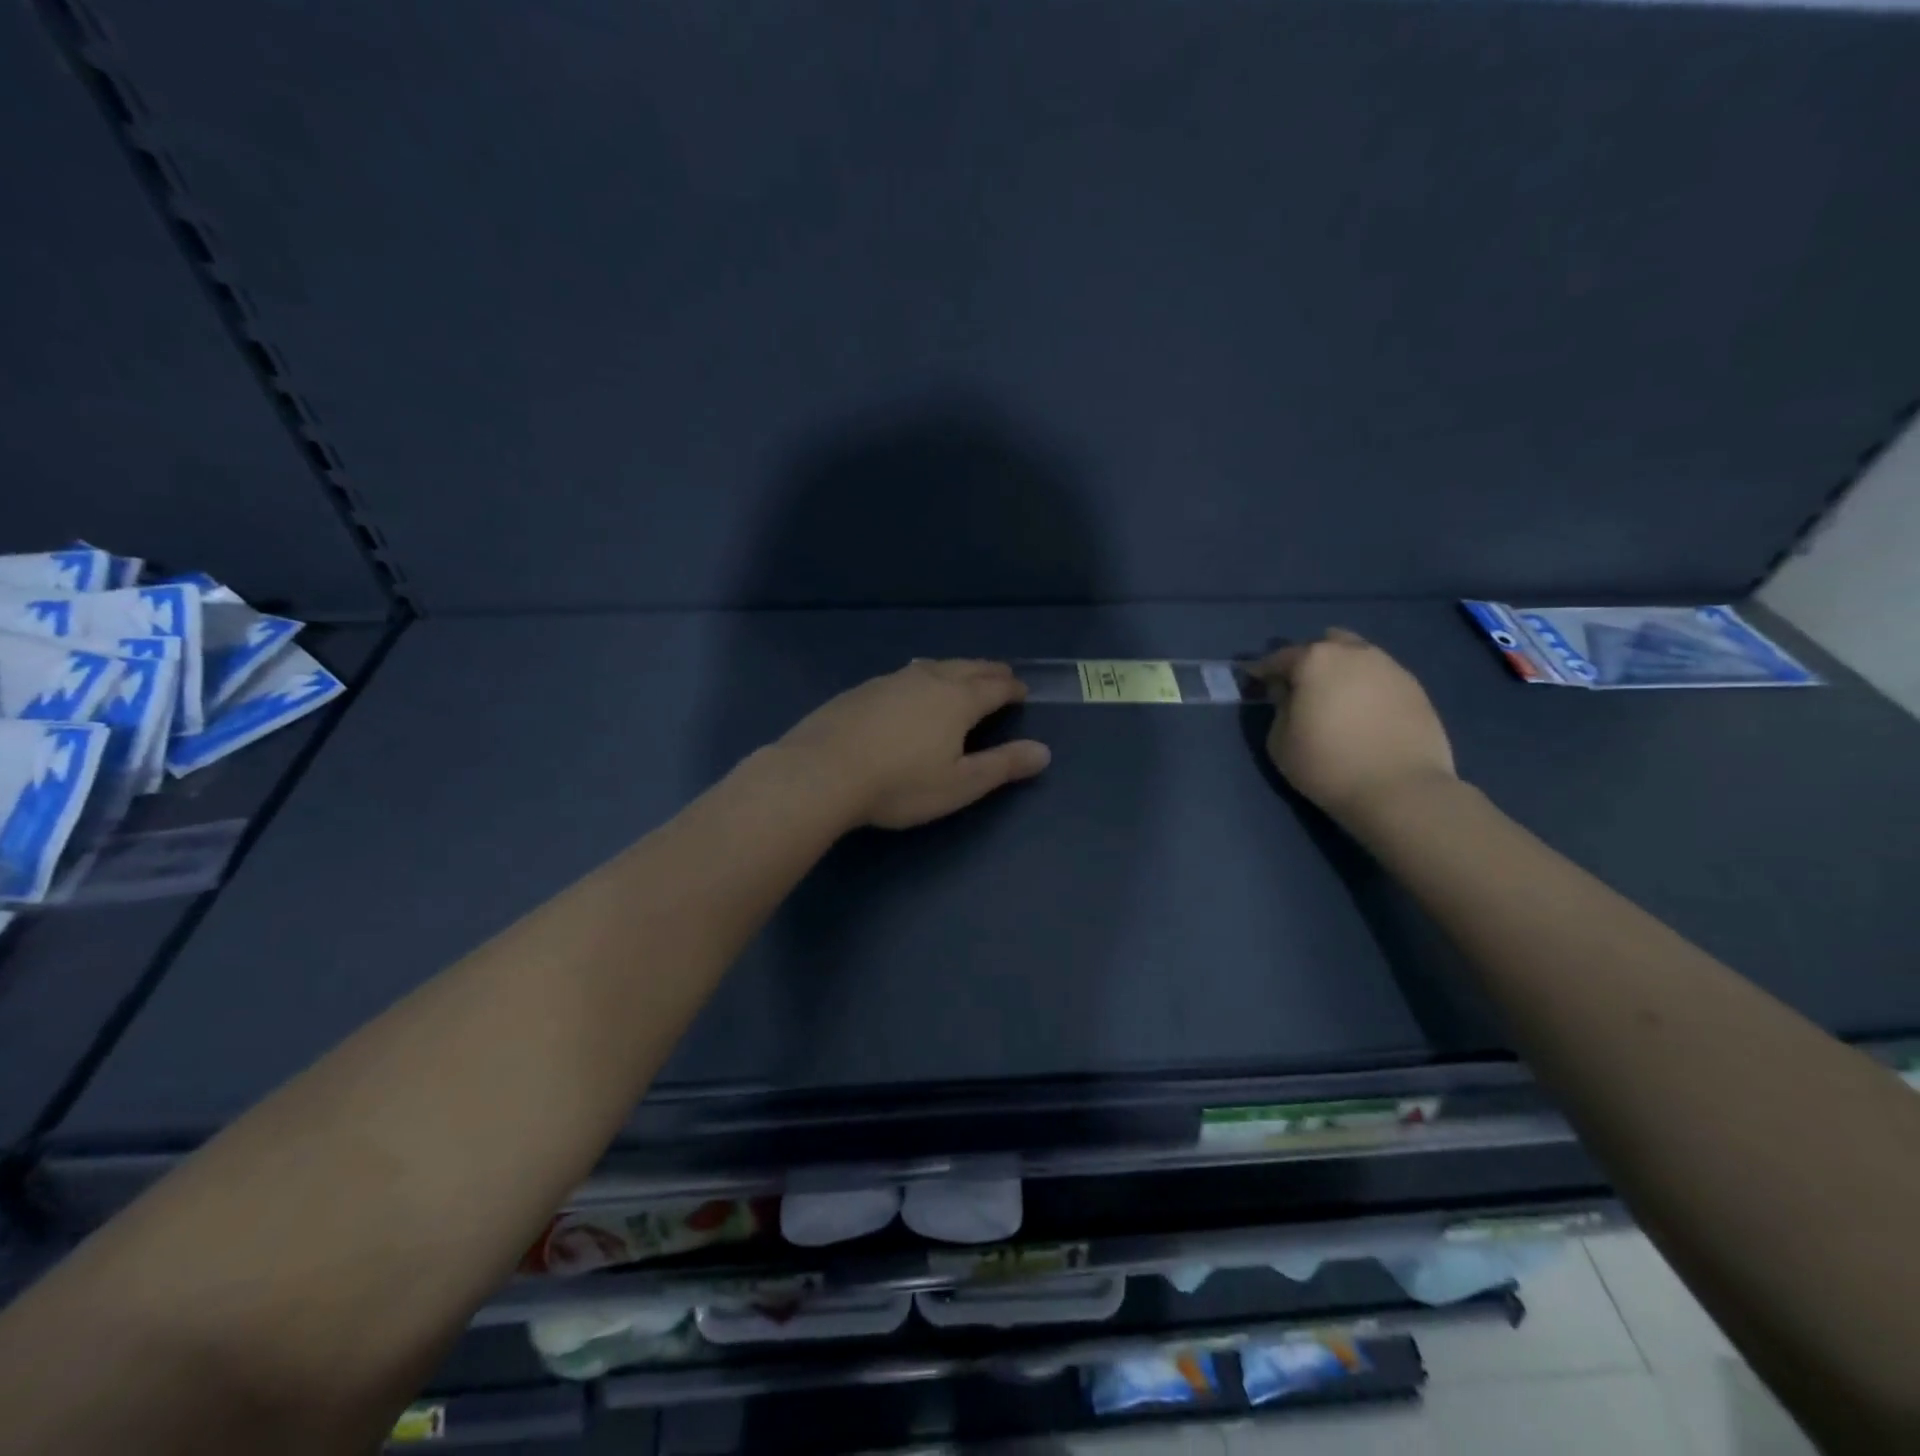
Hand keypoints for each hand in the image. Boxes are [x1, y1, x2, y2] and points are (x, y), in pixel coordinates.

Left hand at [778, 659, 1051, 829]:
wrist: (823, 771)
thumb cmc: (900, 784)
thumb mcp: (960, 784)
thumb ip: (1002, 766)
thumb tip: (1044, 752)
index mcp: (957, 700)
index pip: (994, 687)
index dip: (1012, 689)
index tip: (1023, 690)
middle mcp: (927, 680)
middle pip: (966, 668)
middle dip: (988, 671)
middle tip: (1001, 674)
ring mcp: (891, 681)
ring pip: (932, 666)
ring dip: (954, 669)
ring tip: (961, 673)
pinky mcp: (862, 690)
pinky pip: (903, 675)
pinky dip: (921, 676)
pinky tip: (909, 686)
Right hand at [1249, 629, 1456, 821]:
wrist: (1400, 789)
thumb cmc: (1327, 764)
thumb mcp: (1280, 741)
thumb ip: (1279, 707)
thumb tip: (1288, 693)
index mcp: (1315, 660)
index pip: (1280, 657)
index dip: (1264, 671)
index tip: (1256, 683)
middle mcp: (1355, 653)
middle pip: (1326, 645)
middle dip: (1310, 661)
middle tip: (1302, 689)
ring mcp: (1391, 668)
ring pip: (1358, 657)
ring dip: (1343, 671)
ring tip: (1337, 701)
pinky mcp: (1416, 689)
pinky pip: (1381, 678)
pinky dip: (1368, 688)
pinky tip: (1365, 714)